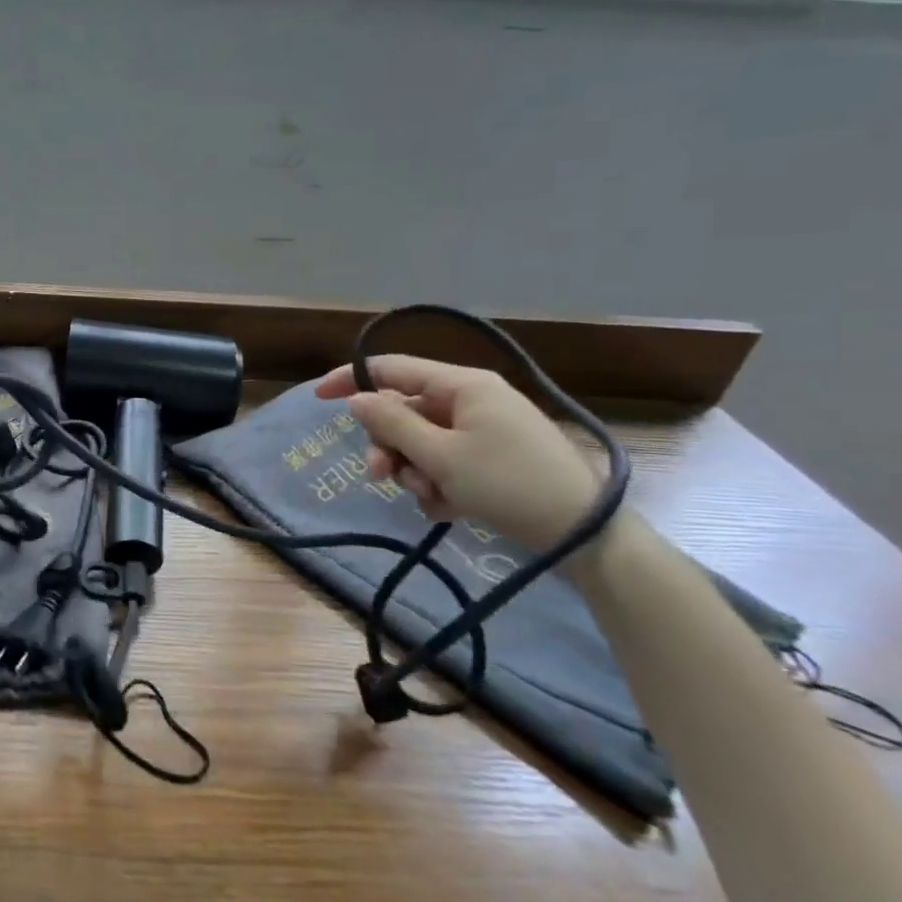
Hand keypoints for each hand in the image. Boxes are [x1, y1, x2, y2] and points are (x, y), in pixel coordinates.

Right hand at [315, 355, 601, 549]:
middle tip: (381, 477)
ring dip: (413, 471)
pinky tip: (449, 508)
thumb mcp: (441, 455)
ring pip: (421, 442)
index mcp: (463, 385)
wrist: (583, 533)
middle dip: (389, 446)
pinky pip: (445, 462)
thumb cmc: (508, 483)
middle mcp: (472, 400)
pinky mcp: (492, 459)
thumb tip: (356, 399)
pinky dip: (437, 484)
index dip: (352, 379)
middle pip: (405, 412)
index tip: (317, 397)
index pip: (393, 368)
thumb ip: (392, 424)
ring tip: (429, 498)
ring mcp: (484, 430)